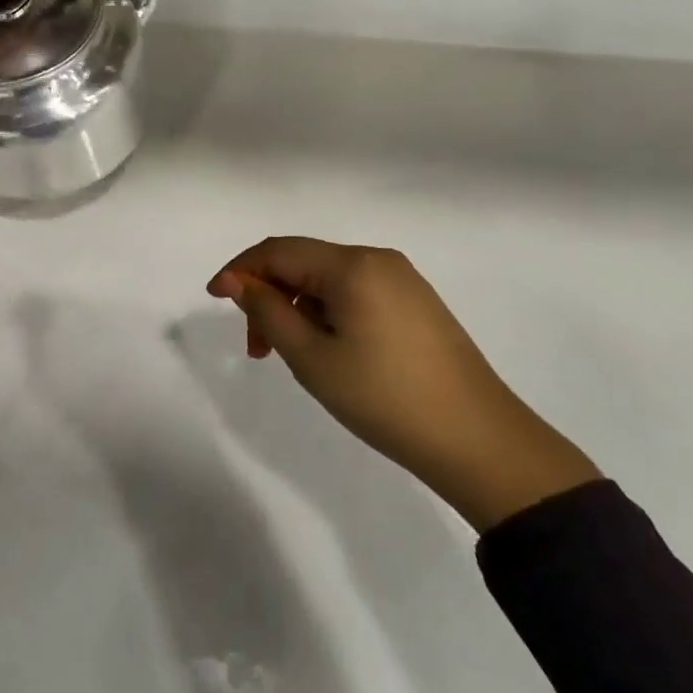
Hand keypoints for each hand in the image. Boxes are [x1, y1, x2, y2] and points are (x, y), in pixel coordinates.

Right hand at [207, 238, 599, 531]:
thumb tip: (236, 281)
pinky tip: (327, 349)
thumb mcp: (311, 357)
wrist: (479, 441)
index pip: (278, 250)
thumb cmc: (385, 397)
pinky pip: (354, 293)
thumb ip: (267, 311)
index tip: (213, 299)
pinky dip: (326, 313)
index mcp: (352, 265)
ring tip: (291, 355)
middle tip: (256, 348)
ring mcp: (402, 280)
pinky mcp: (415, 303)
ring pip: (327, 280)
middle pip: (303, 262)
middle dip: (269, 295)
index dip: (240, 270)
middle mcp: (378, 260)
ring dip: (297, 308)